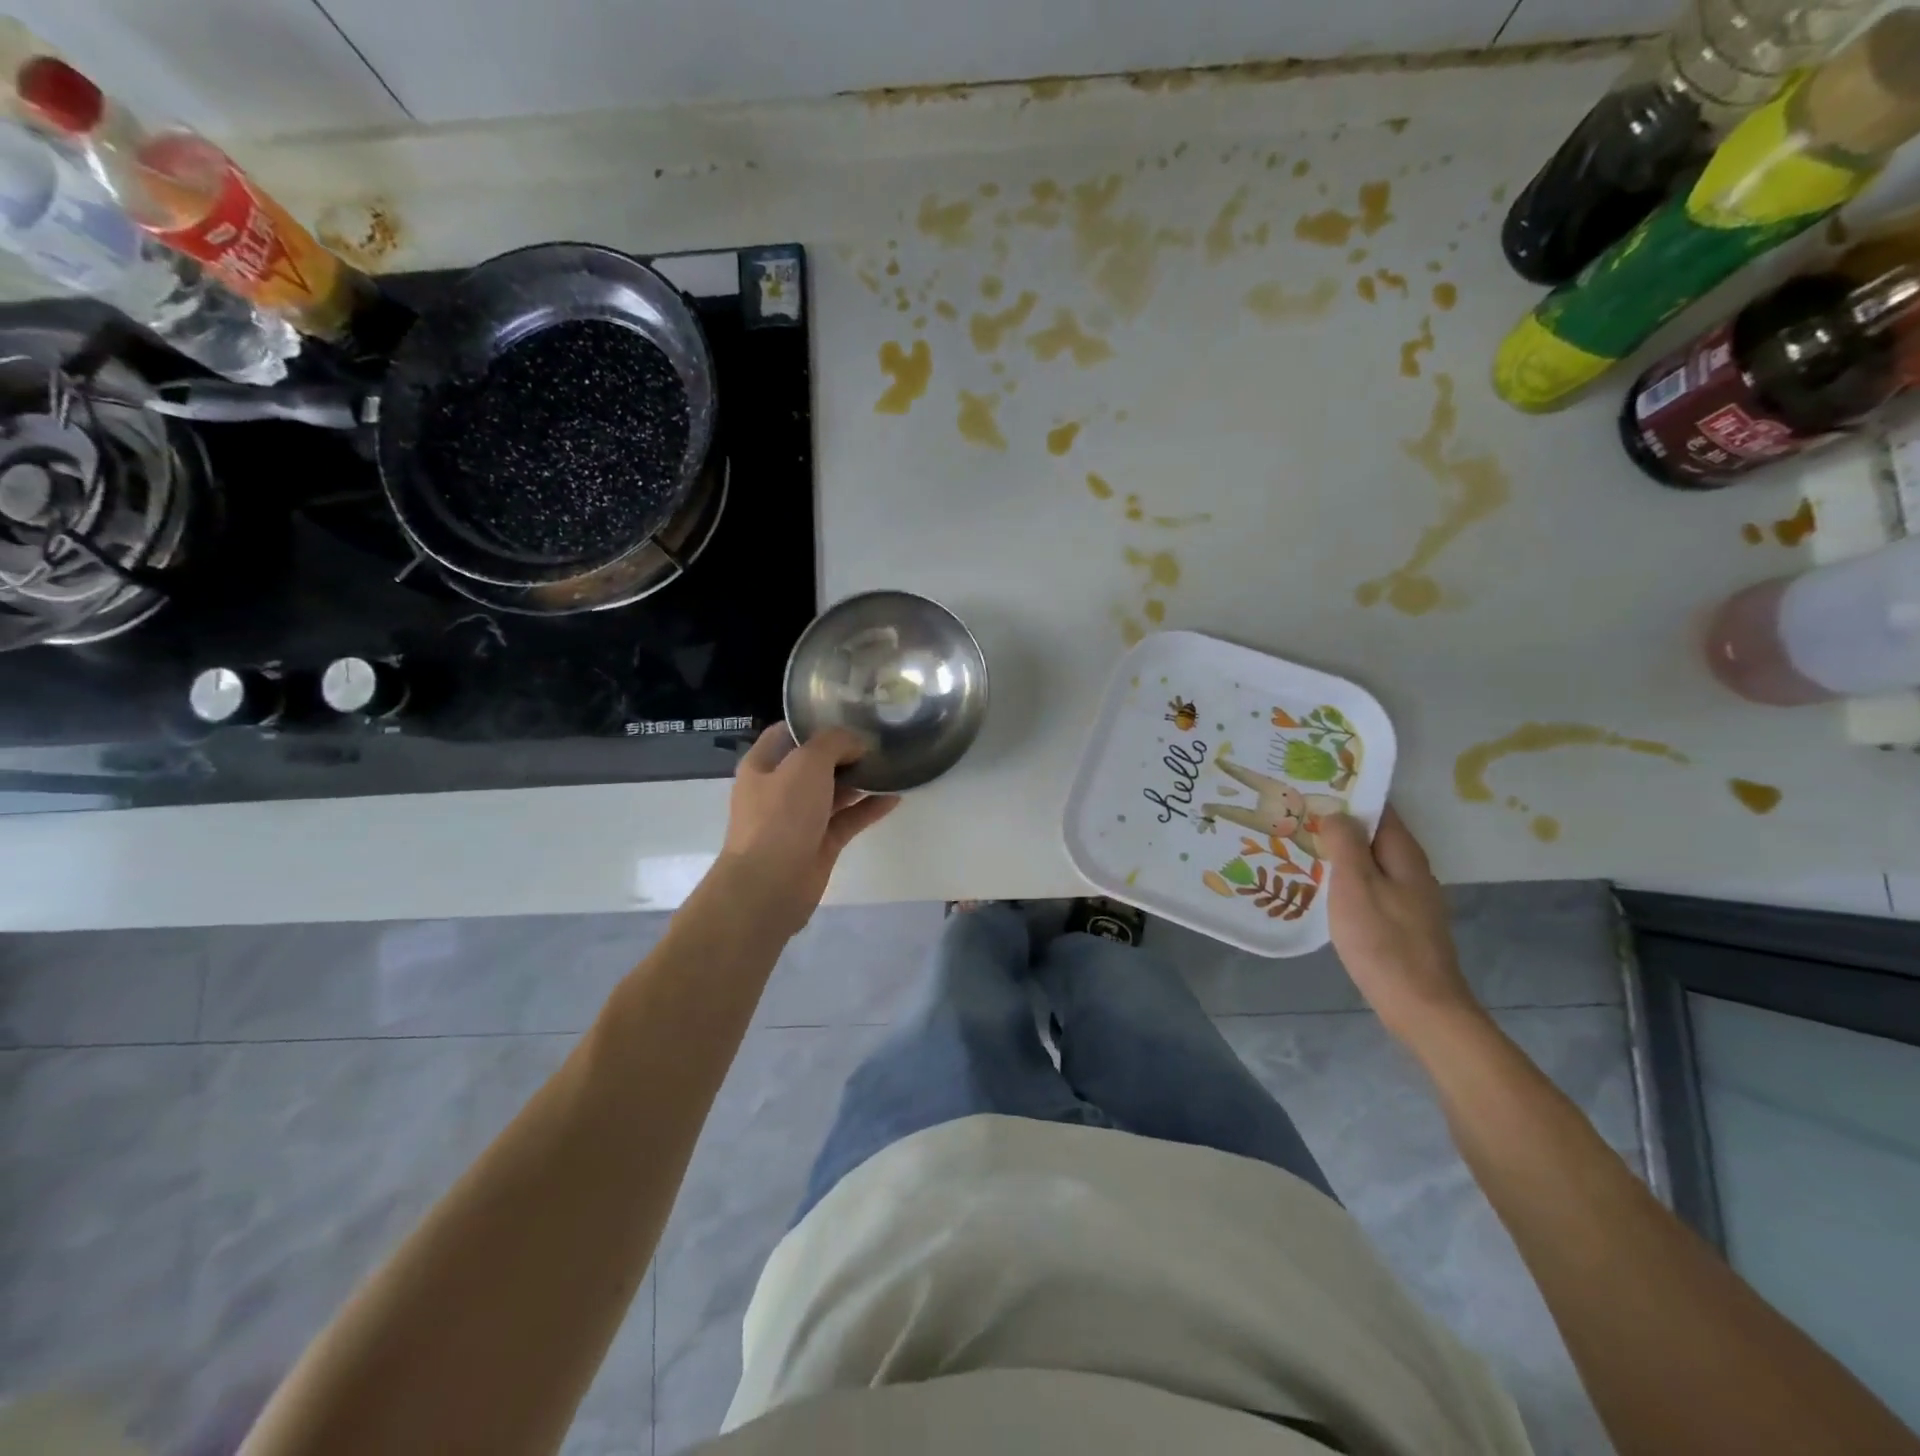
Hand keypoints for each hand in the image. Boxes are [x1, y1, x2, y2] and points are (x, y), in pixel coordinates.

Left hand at [716, 724, 899, 936]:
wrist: (770, 885)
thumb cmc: (781, 816)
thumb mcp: (806, 764)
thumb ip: (833, 743)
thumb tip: (856, 743)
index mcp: (763, 764)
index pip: (788, 732)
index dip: (816, 722)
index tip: (850, 714)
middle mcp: (779, 788)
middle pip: (815, 762)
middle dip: (845, 751)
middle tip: (880, 738)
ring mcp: (800, 818)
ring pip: (834, 791)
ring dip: (860, 779)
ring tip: (892, 764)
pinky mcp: (820, 843)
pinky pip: (848, 818)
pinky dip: (869, 808)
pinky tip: (895, 797)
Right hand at [1318, 806, 1482, 1045]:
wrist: (1421, 1007)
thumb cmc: (1383, 942)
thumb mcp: (1355, 886)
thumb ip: (1345, 844)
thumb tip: (1337, 813)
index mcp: (1404, 855)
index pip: (1380, 809)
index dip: (1349, 795)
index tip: (1312, 788)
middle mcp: (1412, 870)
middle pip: (1375, 835)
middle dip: (1340, 824)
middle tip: (1296, 817)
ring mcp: (1410, 899)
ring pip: (1371, 862)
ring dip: (1341, 853)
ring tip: (1302, 847)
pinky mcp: (1402, 923)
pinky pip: (1371, 887)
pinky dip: (1348, 880)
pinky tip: (1323, 888)